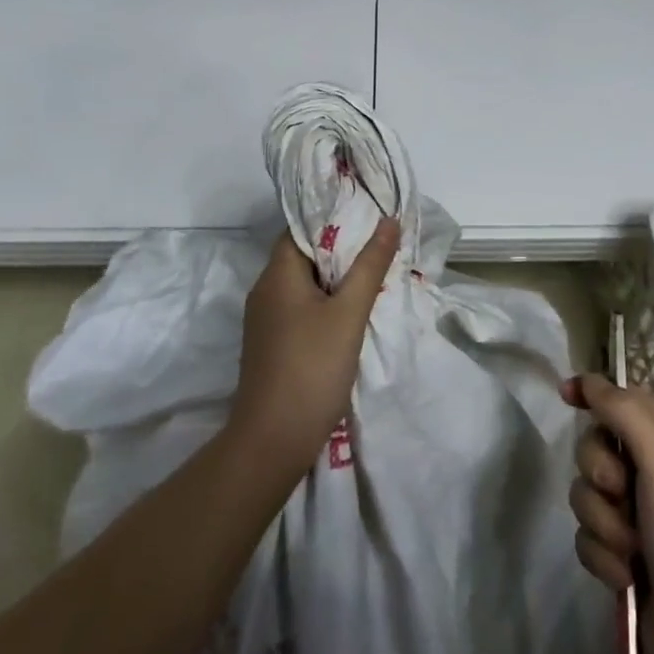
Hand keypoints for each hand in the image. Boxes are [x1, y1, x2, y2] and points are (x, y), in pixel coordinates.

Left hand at [228, 219, 399, 473]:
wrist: (272, 441)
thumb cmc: (312, 368)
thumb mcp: (349, 313)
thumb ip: (370, 265)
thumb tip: (388, 221)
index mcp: (277, 274)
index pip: (302, 228)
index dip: (333, 217)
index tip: (368, 213)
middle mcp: (265, 290)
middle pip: (304, 255)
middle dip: (341, 249)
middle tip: (380, 243)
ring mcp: (266, 320)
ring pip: (305, 284)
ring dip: (336, 278)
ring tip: (374, 274)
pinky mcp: (272, 344)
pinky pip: (301, 308)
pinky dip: (326, 303)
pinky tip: (352, 313)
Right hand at [563, 374, 653, 653]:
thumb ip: (623, 413)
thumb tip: (589, 378)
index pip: (625, 400)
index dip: (595, 393)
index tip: (565, 395)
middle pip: (596, 446)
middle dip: (599, 471)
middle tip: (621, 491)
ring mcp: (638, 520)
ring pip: (586, 494)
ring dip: (604, 522)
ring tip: (631, 550)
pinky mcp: (622, 559)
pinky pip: (587, 537)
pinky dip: (603, 556)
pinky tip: (626, 578)